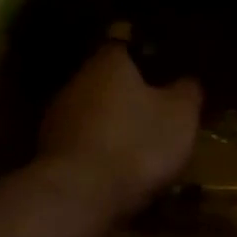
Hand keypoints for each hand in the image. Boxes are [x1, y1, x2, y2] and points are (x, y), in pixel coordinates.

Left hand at [37, 42, 201, 218]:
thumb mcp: (180, 116)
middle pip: (106, 79)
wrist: (80, 196)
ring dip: (113, 124)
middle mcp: (77, 81)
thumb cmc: (136, 144)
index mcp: (108, 62)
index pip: (123, 40)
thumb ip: (187, 92)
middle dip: (129, 92)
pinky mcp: (50, 152)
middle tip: (157, 108)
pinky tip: (118, 170)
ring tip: (140, 144)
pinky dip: (100, 151)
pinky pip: (83, 143)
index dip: (145, 49)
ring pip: (93, 112)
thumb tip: (187, 80)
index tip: (163, 62)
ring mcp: (58, 118)